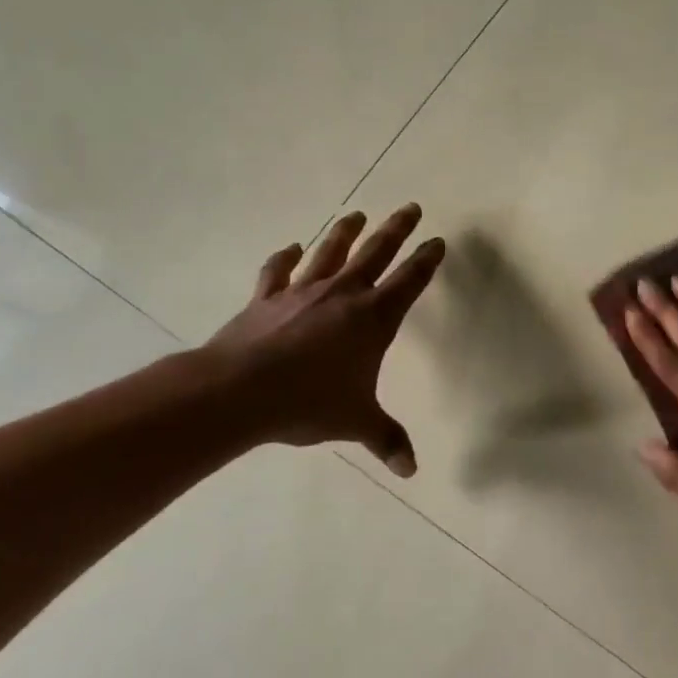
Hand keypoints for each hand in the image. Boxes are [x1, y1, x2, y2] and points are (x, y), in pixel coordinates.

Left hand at [206, 204, 444, 474]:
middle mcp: (342, 295)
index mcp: (373, 319)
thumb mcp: (356, 422)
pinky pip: (278, 271)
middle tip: (410, 207)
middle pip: (376, 253)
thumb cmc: (309, 402)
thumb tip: (411, 470)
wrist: (239, 392)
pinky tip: (293, 248)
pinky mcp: (266, 299)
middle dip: (397, 230)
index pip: (409, 282)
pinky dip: (286, 258)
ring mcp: (302, 292)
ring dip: (345, 232)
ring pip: (330, 252)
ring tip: (357, 215)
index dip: (426, 261)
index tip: (437, 241)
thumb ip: (386, 440)